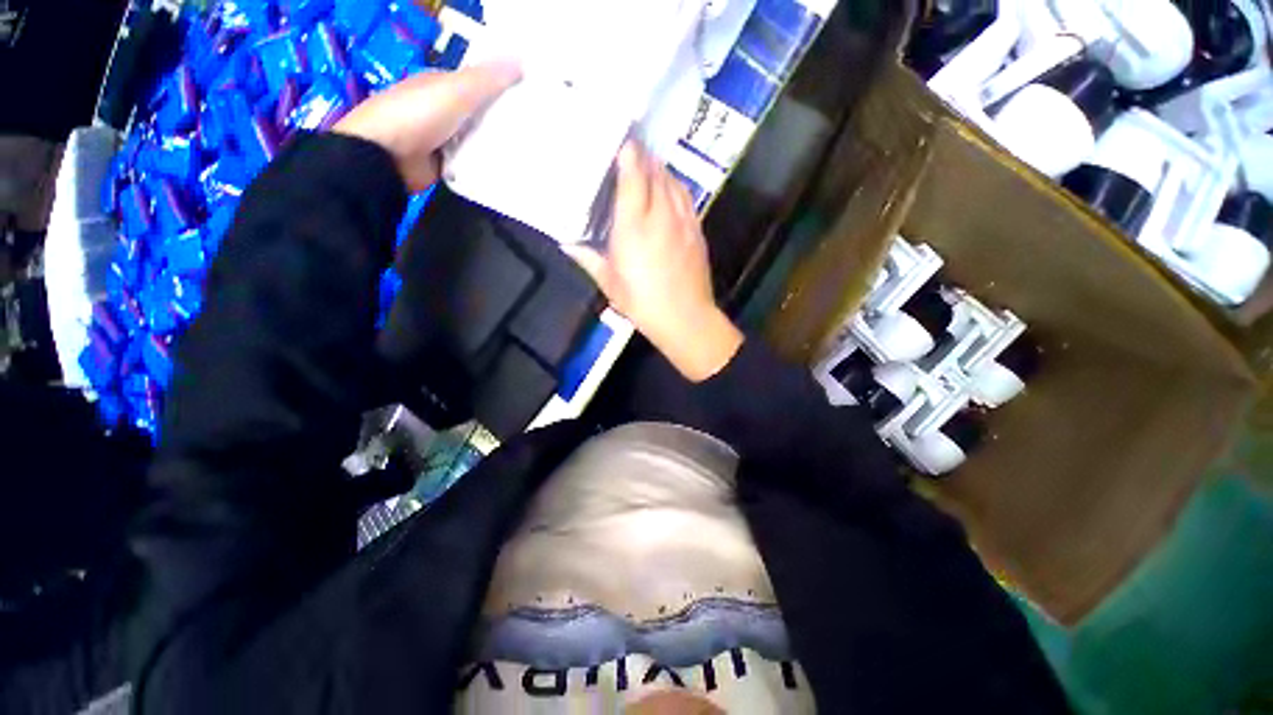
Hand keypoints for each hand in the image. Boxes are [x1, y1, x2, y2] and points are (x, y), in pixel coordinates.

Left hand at [332, 62, 521, 191]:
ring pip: (477, 142)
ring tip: (529, 154)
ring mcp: (442, 139)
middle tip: (535, 131)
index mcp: (441, 85)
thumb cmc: (418, 115)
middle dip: (502, 122)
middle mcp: (442, 110)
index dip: (502, 89)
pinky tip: (507, 170)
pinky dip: (485, 167)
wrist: (387, 157)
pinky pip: (471, 165)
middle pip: (479, 115)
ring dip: (496, 147)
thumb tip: (521, 60)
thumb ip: (486, 79)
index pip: (477, 84)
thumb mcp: (455, 91)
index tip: (530, 100)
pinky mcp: (444, 165)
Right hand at [568, 142, 743, 381]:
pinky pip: (685, 196)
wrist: (685, 317)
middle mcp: (660, 213)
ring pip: (672, 180)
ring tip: (646, 164)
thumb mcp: (609, 282)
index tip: (618, 138)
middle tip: (627, 148)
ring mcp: (682, 219)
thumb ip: (587, 258)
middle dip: (641, 155)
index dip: (627, 151)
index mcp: (634, 224)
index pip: (633, 174)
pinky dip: (674, 185)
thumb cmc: (642, 302)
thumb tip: (566, 243)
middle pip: (653, 171)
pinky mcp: (697, 229)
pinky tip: (668, 187)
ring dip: (658, 168)